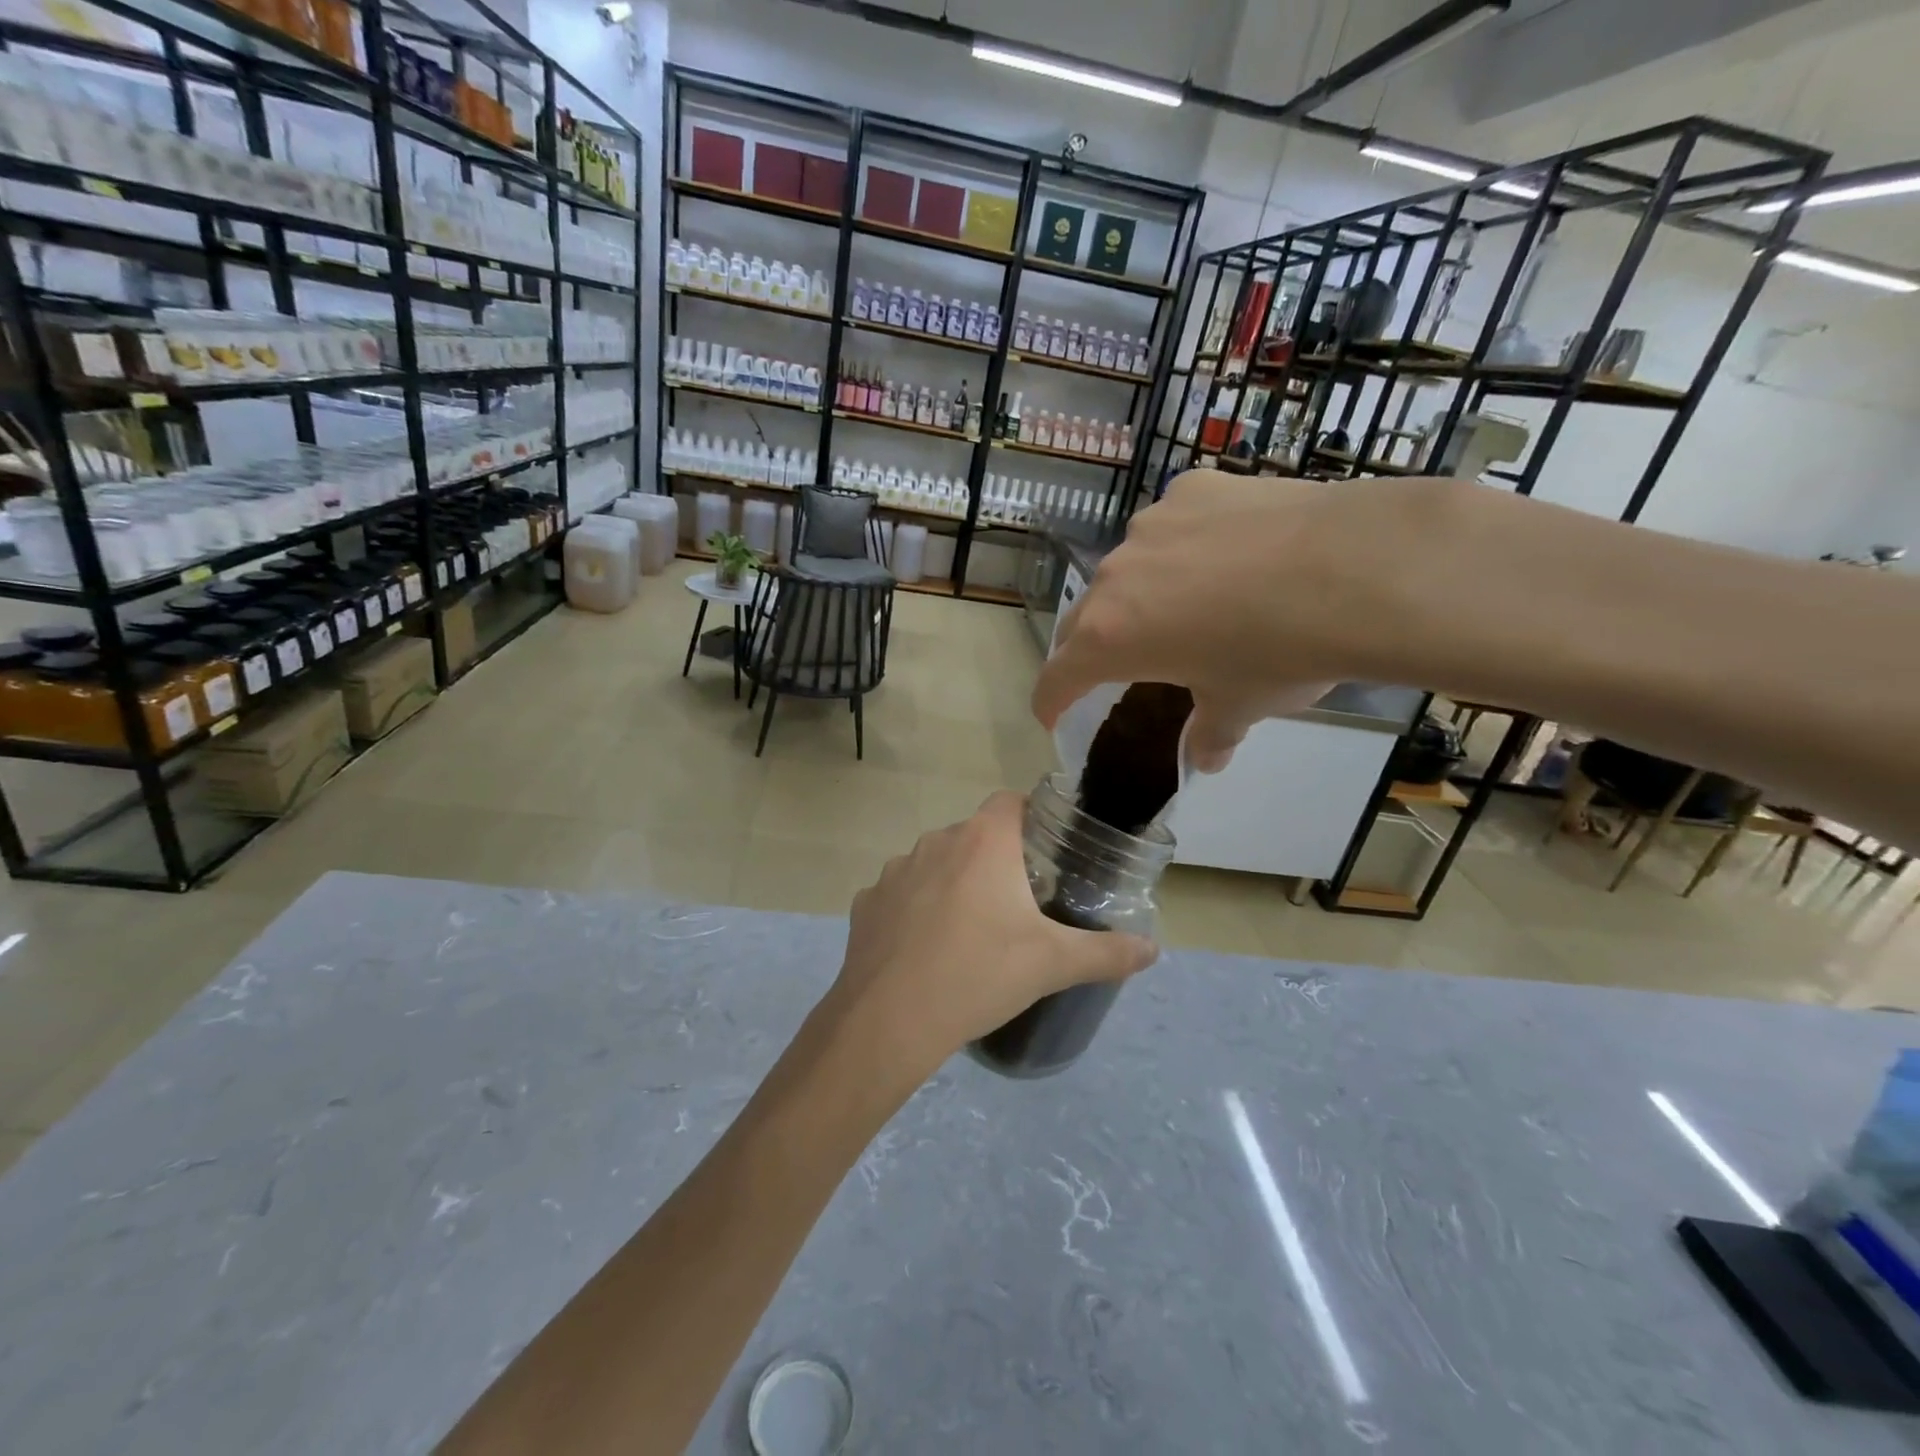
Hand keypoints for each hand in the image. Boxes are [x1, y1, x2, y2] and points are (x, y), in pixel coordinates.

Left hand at [828, 792, 1157, 1075]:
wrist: (890, 1020)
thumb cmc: (979, 975)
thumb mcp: (1053, 964)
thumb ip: (1107, 952)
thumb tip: (1153, 949)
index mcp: (982, 841)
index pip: (1010, 801)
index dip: (1031, 817)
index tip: (1048, 851)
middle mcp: (936, 841)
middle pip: (974, 835)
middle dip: (996, 859)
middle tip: (1018, 902)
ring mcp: (894, 870)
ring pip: (935, 863)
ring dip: (953, 883)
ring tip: (970, 930)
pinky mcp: (867, 902)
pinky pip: (901, 894)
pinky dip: (916, 910)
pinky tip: (926, 949)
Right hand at [1032, 471, 1438, 770]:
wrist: (1358, 568)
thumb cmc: (1279, 654)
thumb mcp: (1240, 706)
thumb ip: (1210, 732)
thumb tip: (1206, 758)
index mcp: (1110, 638)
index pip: (1057, 677)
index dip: (1050, 701)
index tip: (1052, 716)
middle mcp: (1115, 576)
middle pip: (1083, 618)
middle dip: (1092, 647)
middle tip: (1118, 664)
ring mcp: (1152, 525)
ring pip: (1129, 568)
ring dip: (1142, 593)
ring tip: (1191, 603)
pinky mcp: (1194, 489)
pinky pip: (1174, 525)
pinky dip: (1186, 545)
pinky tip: (1231, 552)